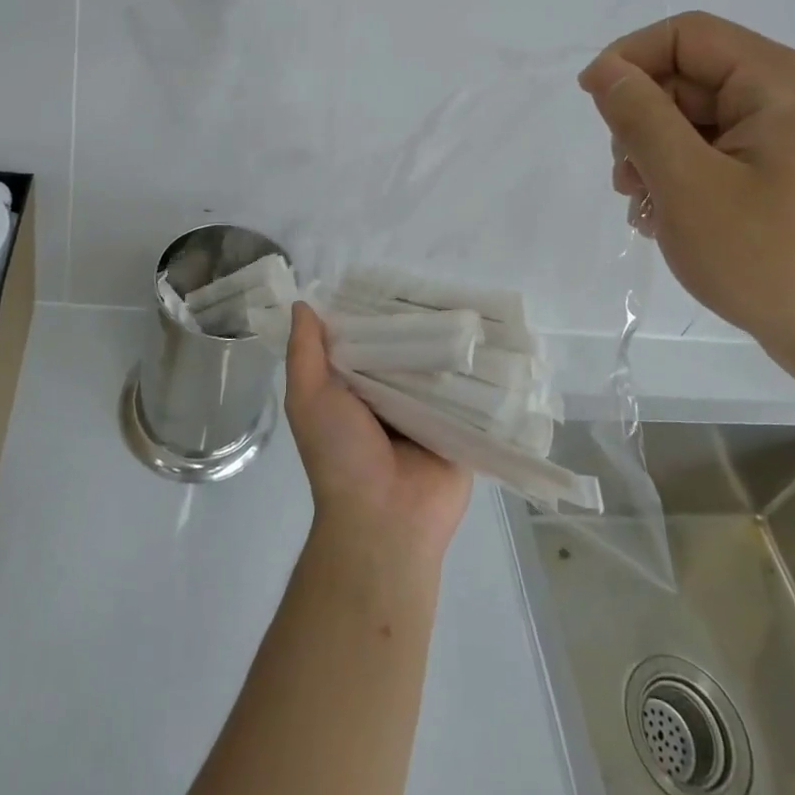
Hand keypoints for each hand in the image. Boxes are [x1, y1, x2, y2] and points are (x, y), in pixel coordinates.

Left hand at [284, 303, 471, 564]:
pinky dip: (476, 369)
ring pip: (438, 365)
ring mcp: (427, 411)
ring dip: (450, 341)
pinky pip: (469, 391)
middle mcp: (390, 395)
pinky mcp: (460, 426)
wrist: (384, 521)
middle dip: (417, 320)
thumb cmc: (339, 454)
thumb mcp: (308, 398)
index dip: (373, 308)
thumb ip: (304, 352)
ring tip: (472, 297)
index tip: (392, 274)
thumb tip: (302, 303)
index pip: (365, 337)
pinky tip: (492, 336)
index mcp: (354, 387)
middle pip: (405, 348)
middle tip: (440, 280)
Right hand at [578, 12, 794, 360]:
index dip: (629, 58)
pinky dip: (686, 177)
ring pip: (701, 120)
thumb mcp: (687, 184)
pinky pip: (722, 153)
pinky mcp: (793, 175)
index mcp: (782, 83)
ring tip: (645, 209)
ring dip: (657, 155)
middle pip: (692, 79)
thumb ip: (639, 117)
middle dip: (643, 121)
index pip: (687, 35)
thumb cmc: (772, 260)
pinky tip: (671, 220)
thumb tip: (605, 70)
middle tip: (626, 181)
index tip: (592, 105)